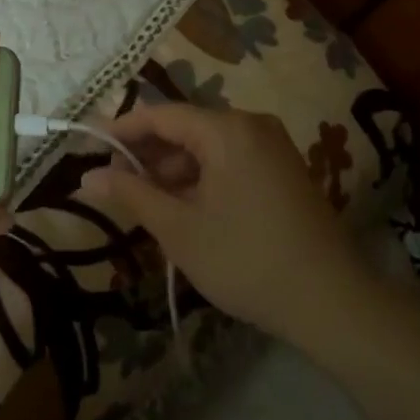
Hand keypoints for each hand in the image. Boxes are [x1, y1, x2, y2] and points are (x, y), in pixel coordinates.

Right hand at [81, 104, 376, 348]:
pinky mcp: (282, 171)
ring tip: (145, 204)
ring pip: (207, 148)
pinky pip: (229, 161)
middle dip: (148, 155)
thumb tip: (86, 177)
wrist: (333, 304)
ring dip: (173, 171)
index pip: (161, 115)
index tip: (90, 148)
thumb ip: (131, 195)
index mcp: (227, 129)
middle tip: (114, 185)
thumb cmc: (247, 260)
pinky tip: (183, 210)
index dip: (122, 130)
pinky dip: (201, 179)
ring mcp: (271, 147)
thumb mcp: (179, 230)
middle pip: (185, 129)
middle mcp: (251, 125)